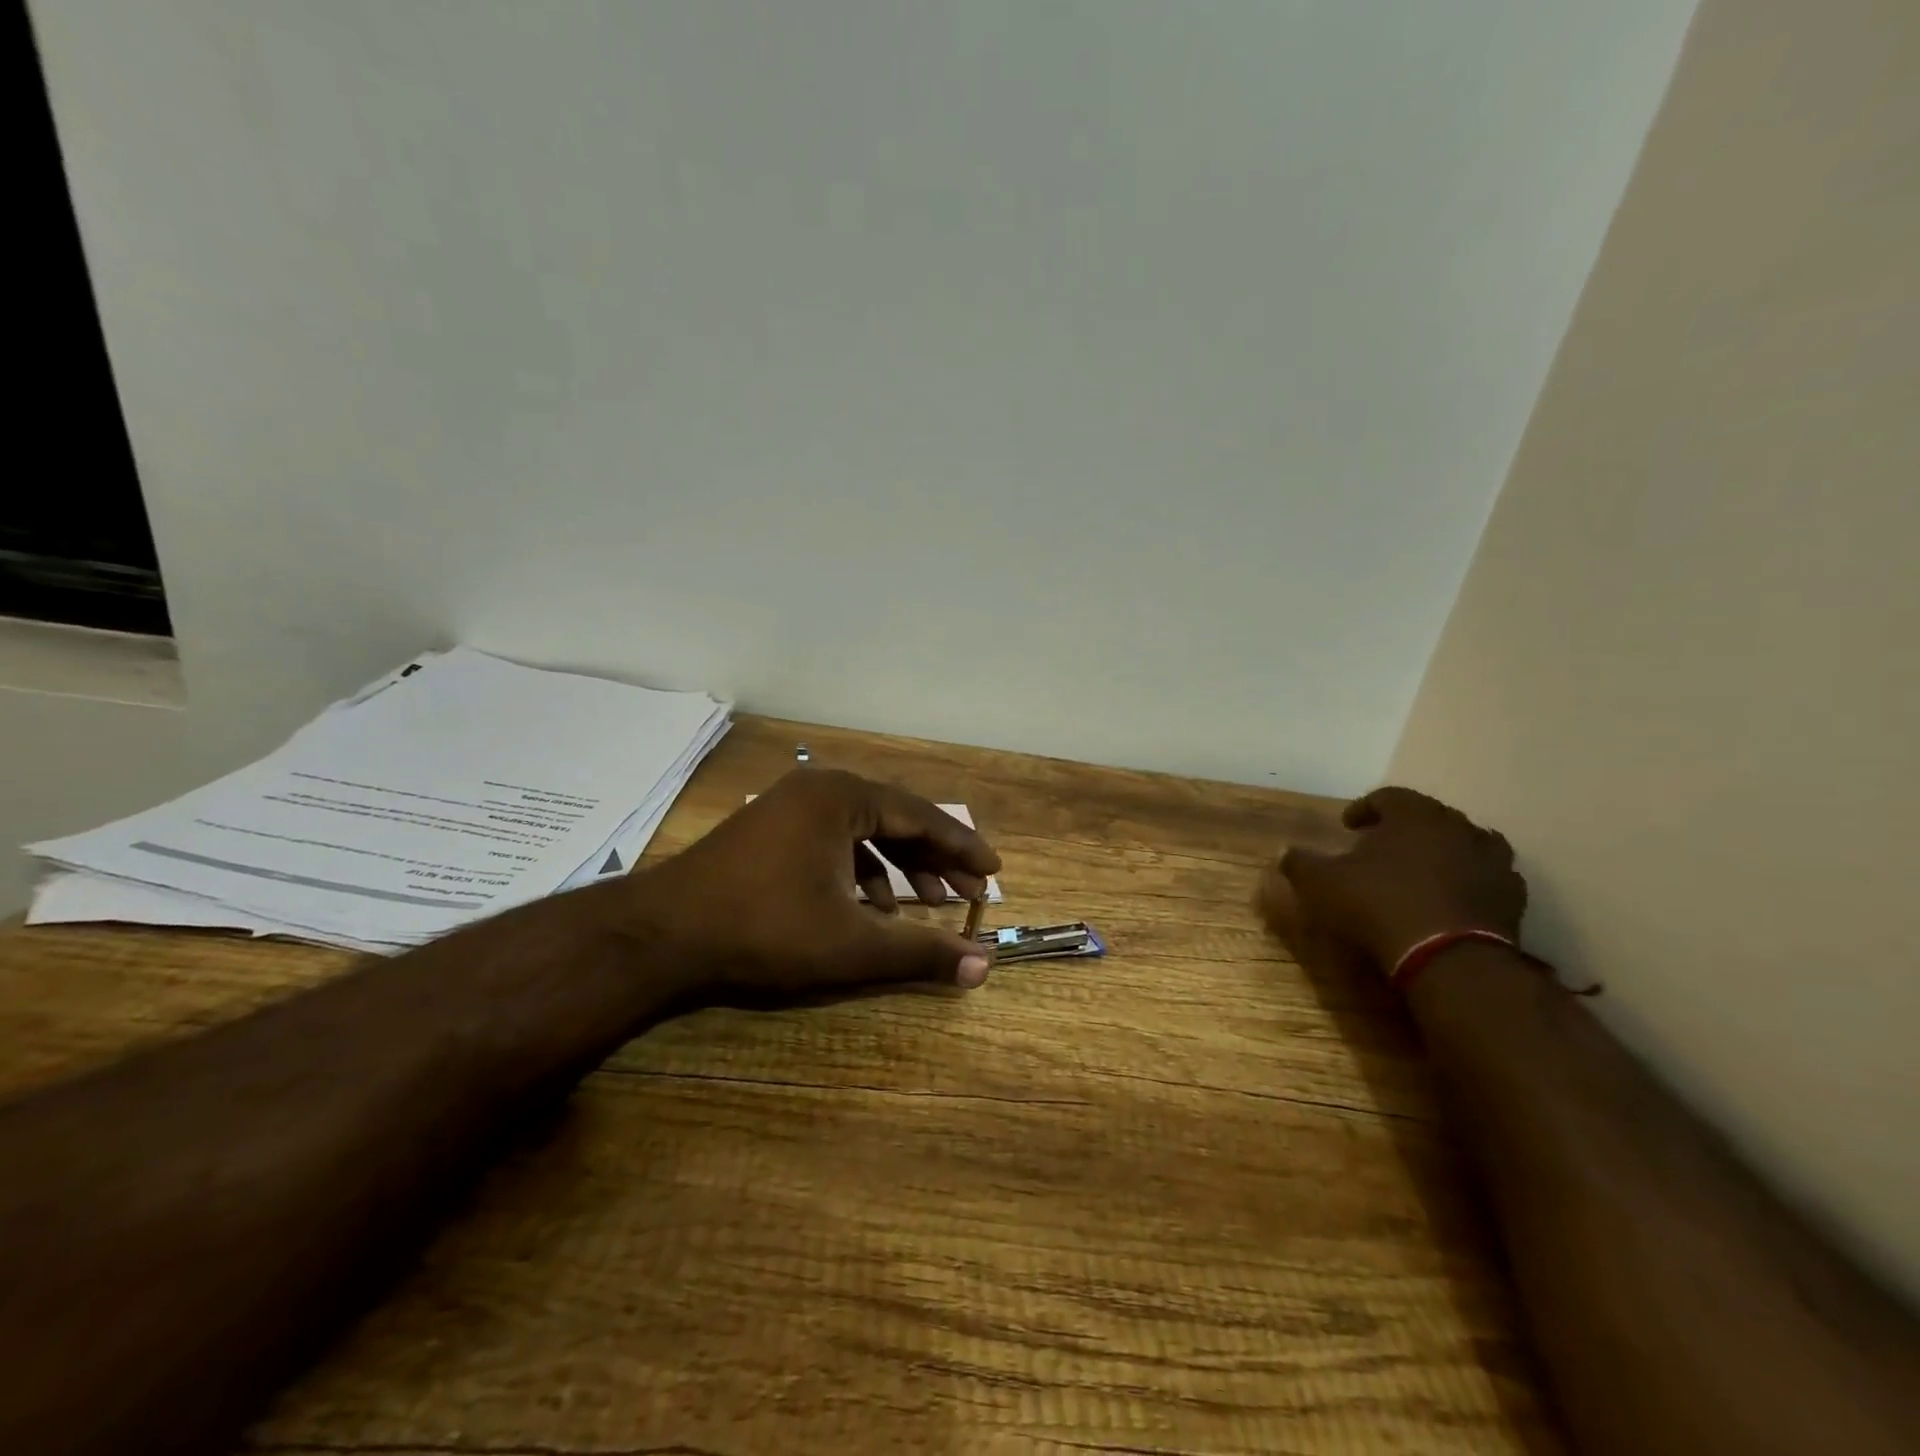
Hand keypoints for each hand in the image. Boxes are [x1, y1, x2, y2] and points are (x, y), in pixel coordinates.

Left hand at [613, 768, 1000, 994]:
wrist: (662, 935)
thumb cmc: (764, 929)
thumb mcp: (850, 944)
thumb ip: (919, 952)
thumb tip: (983, 968)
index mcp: (843, 797)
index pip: (921, 816)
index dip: (962, 846)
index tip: (994, 870)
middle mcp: (820, 789)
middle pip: (895, 820)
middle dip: (935, 859)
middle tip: (969, 893)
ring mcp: (791, 807)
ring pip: (864, 832)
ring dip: (900, 868)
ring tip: (929, 904)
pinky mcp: (771, 829)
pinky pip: (834, 841)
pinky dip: (862, 871)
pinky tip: (873, 907)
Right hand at [1259, 787, 1525, 970]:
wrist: (1449, 959)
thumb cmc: (1379, 906)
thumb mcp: (1322, 884)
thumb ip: (1300, 863)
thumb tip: (1285, 852)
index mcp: (1414, 815)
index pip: (1388, 796)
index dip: (1365, 809)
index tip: (1348, 826)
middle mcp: (1458, 827)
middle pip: (1428, 817)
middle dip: (1404, 829)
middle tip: (1381, 849)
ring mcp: (1492, 860)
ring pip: (1463, 844)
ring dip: (1442, 852)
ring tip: (1421, 872)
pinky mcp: (1513, 896)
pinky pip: (1486, 878)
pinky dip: (1468, 882)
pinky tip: (1450, 900)